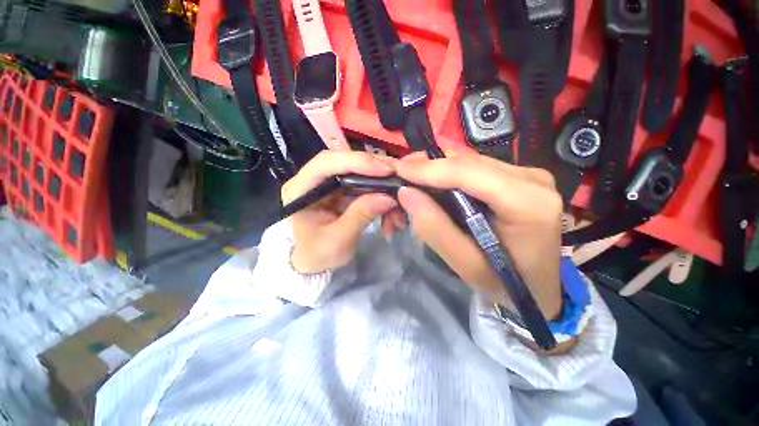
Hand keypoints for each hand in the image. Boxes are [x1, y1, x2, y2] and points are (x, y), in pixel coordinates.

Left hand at [282, 151, 400, 273]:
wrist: (313, 263)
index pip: (327, 162)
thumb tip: (388, 198)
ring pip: (360, 174)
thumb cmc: (317, 254)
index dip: (357, 161)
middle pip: (347, 162)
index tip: (385, 170)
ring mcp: (331, 184)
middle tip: (399, 177)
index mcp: (301, 188)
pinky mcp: (343, 191)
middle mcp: (315, 179)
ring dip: (382, 185)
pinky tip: (391, 210)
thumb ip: (360, 216)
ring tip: (399, 201)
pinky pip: (365, 186)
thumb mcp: (338, 239)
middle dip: (375, 170)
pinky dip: (380, 195)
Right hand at [395, 152, 563, 318]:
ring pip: (471, 162)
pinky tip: (435, 183)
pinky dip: (451, 174)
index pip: (469, 173)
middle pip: (469, 163)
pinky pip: (476, 168)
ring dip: (438, 170)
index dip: (430, 169)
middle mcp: (532, 180)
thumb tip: (407, 193)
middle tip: (401, 174)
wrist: (539, 286)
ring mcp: (528, 175)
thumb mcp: (465, 265)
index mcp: (528, 204)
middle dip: (430, 167)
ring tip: (414, 179)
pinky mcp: (520, 177)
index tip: (400, 170)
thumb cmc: (504, 283)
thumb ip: (434, 228)